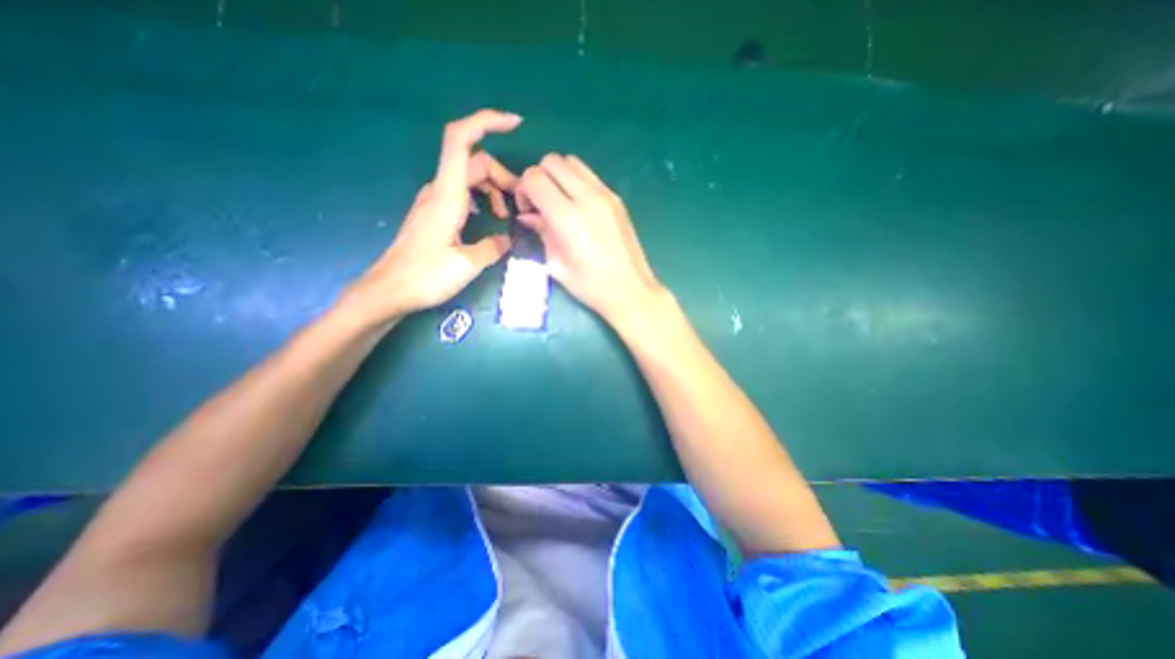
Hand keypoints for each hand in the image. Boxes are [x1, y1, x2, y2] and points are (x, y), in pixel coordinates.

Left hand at [341, 107, 522, 325]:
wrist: (389, 290)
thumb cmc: (425, 277)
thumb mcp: (468, 264)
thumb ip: (493, 247)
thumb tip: (507, 239)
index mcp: (447, 195)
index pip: (462, 140)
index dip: (486, 122)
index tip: (514, 124)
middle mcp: (439, 190)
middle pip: (475, 162)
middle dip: (503, 175)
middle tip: (521, 203)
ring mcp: (435, 201)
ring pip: (470, 178)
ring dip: (493, 189)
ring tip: (507, 216)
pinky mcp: (435, 214)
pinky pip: (463, 194)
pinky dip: (482, 199)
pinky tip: (490, 219)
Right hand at [514, 154, 664, 329]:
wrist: (630, 289)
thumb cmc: (590, 285)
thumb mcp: (556, 265)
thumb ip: (541, 233)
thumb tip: (528, 216)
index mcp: (567, 217)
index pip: (534, 177)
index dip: (523, 190)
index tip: (528, 210)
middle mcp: (587, 197)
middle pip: (552, 161)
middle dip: (539, 178)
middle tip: (541, 204)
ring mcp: (605, 194)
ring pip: (572, 162)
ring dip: (558, 175)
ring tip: (559, 203)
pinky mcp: (617, 198)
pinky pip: (590, 175)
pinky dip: (576, 181)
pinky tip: (578, 207)